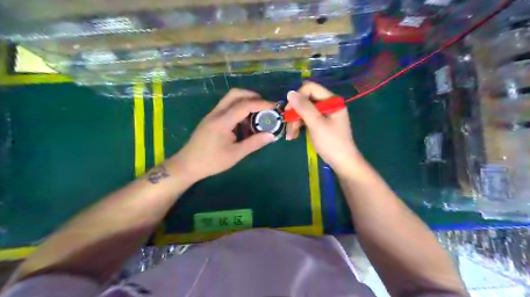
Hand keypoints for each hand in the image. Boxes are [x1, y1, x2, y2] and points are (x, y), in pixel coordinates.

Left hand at [170, 89, 277, 181]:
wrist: (187, 165)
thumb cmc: (211, 161)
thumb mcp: (235, 154)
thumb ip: (254, 143)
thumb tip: (271, 135)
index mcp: (222, 121)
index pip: (244, 105)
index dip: (261, 103)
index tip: (274, 106)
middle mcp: (216, 113)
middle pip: (235, 94)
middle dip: (252, 96)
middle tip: (265, 106)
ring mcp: (212, 115)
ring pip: (230, 99)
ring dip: (245, 102)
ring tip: (257, 116)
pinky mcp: (211, 119)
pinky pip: (226, 108)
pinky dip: (238, 110)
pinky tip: (244, 124)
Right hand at [286, 81, 360, 173]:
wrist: (342, 163)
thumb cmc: (331, 143)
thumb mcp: (316, 124)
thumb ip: (304, 107)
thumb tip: (290, 92)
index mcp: (331, 100)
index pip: (310, 88)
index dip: (297, 97)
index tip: (289, 111)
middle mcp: (328, 104)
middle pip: (305, 100)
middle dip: (295, 114)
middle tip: (288, 128)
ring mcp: (324, 114)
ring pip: (303, 111)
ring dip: (294, 122)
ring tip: (290, 136)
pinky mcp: (320, 123)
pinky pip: (306, 120)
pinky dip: (298, 127)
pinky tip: (293, 136)